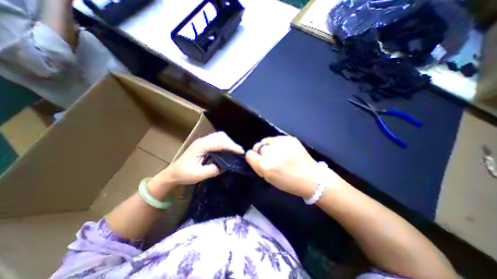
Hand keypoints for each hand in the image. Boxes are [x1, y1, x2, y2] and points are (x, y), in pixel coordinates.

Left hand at [152, 132, 243, 186]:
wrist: (172, 174)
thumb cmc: (183, 174)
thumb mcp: (199, 174)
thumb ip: (213, 169)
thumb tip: (226, 166)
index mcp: (201, 146)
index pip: (220, 143)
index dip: (232, 147)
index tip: (241, 152)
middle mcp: (203, 140)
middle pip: (221, 136)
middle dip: (231, 143)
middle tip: (238, 152)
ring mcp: (203, 141)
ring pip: (219, 136)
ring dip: (228, 142)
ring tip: (234, 151)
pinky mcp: (204, 144)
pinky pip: (217, 140)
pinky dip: (224, 144)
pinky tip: (227, 151)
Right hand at [246, 135, 324, 197]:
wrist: (310, 177)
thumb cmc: (288, 182)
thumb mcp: (269, 178)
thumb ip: (259, 166)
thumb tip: (255, 156)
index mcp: (264, 165)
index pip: (249, 154)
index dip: (252, 157)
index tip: (257, 159)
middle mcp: (269, 153)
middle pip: (257, 146)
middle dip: (261, 152)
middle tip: (270, 157)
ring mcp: (280, 144)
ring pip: (265, 140)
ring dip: (268, 146)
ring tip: (277, 152)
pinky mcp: (288, 138)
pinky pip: (276, 138)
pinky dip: (277, 143)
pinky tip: (285, 149)